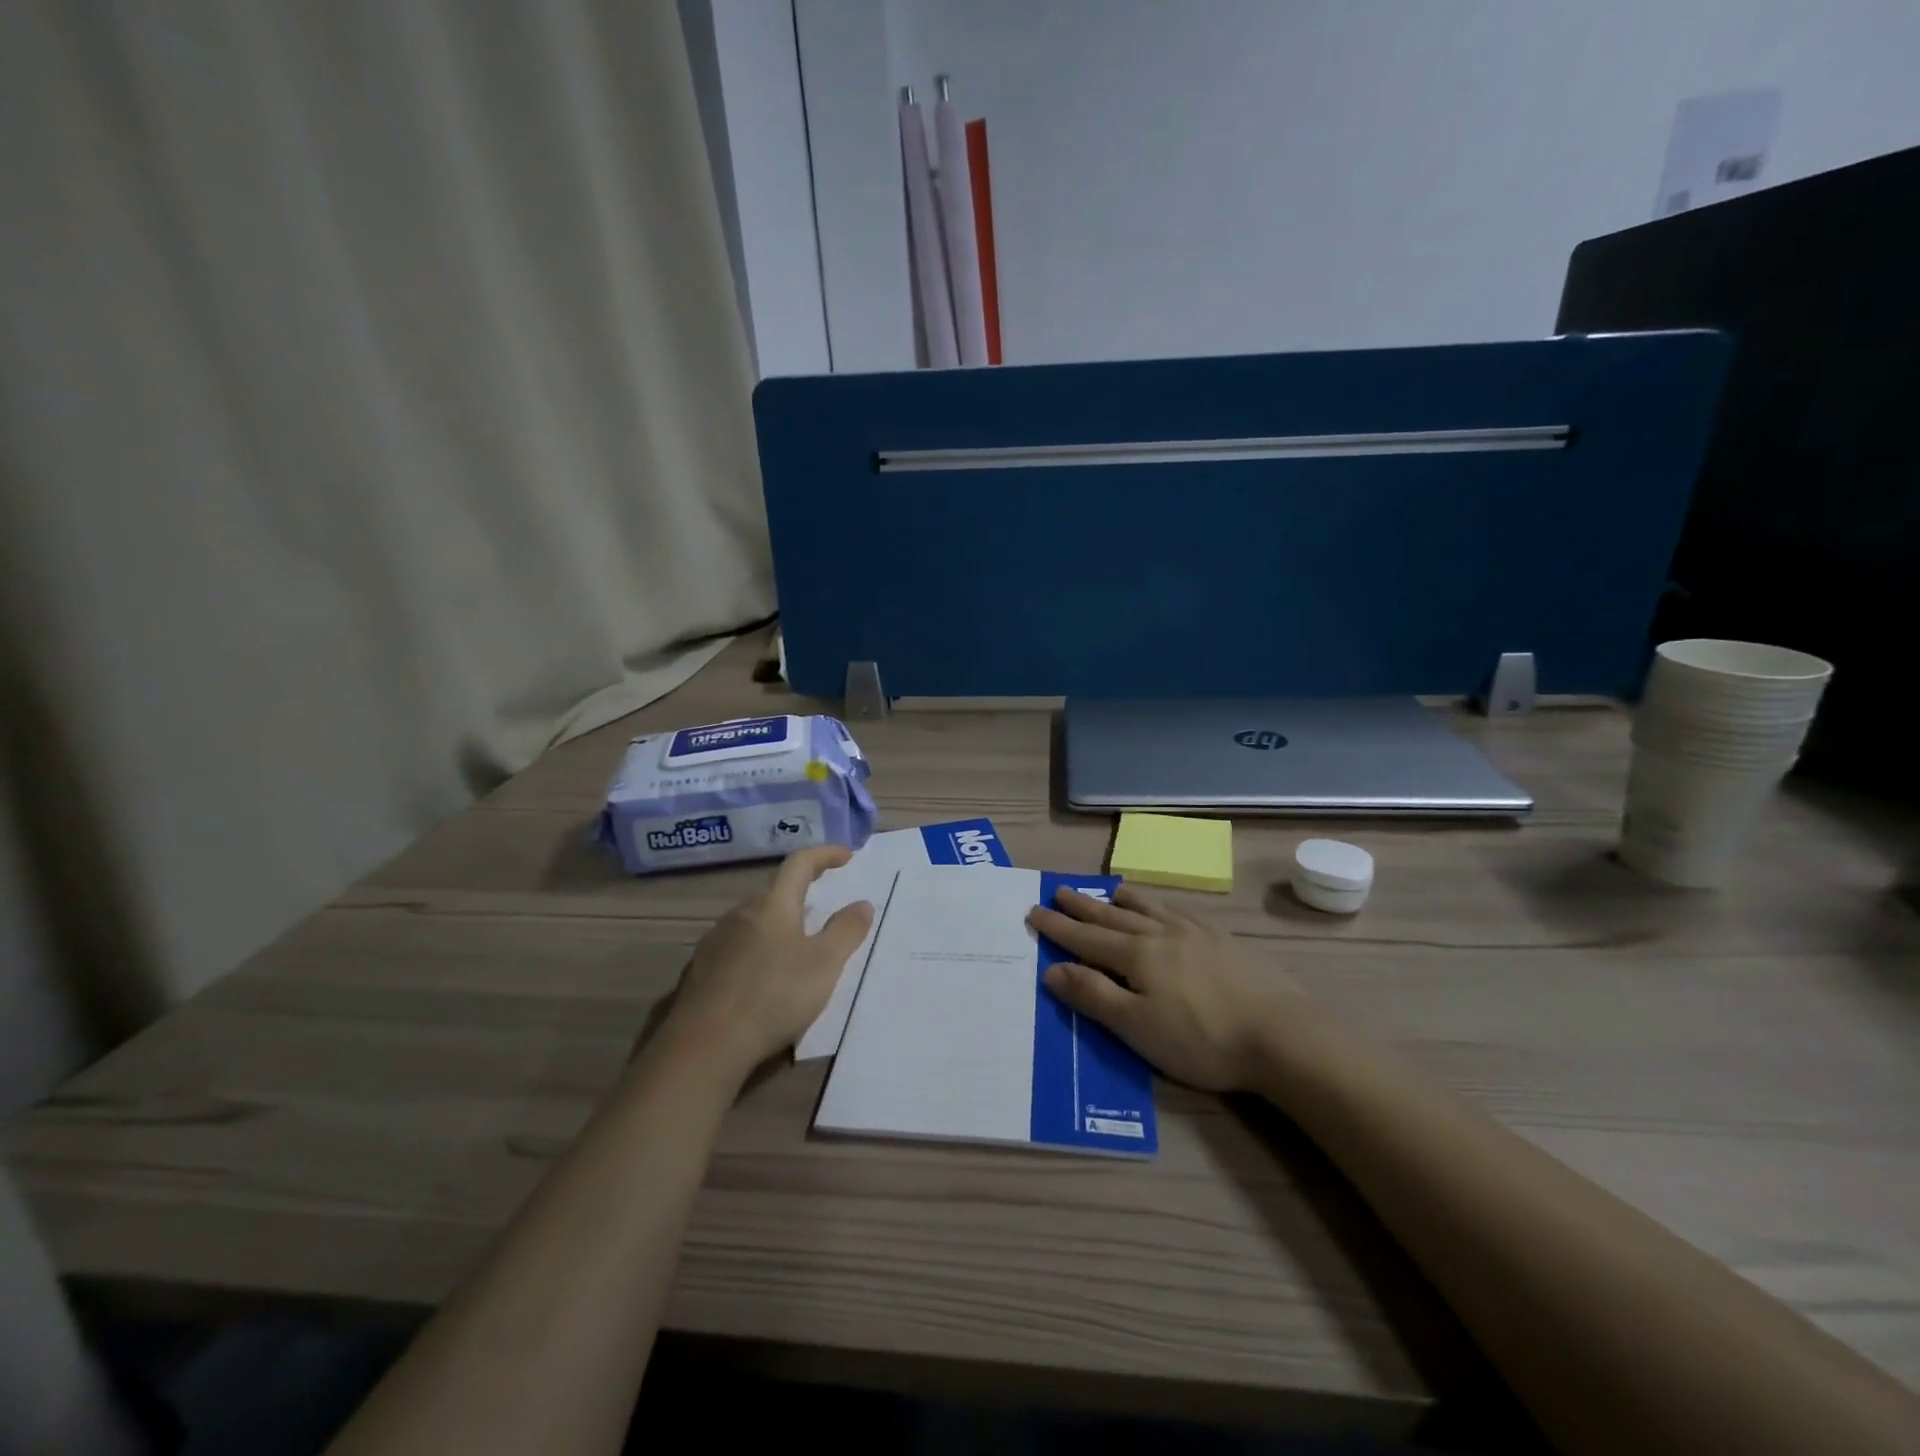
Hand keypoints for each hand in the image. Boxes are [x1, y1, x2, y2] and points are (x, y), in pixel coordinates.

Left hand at [664, 846, 874, 1079]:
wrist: (704, 1046)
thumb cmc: (774, 996)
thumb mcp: (825, 964)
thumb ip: (846, 930)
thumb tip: (862, 903)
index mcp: (772, 904)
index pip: (799, 863)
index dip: (825, 854)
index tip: (846, 856)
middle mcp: (740, 913)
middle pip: (775, 890)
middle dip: (802, 890)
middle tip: (824, 901)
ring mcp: (716, 941)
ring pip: (754, 919)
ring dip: (779, 921)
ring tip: (799, 941)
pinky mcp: (701, 970)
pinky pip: (738, 945)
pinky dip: (759, 948)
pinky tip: (766, 975)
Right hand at [1027, 885, 1298, 1092]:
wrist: (1280, 1034)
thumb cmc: (1201, 1038)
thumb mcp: (1137, 1027)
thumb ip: (1093, 996)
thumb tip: (1052, 970)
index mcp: (1136, 955)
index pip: (1086, 938)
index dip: (1058, 927)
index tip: (1034, 911)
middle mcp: (1161, 934)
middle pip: (1113, 917)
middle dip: (1083, 907)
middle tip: (1059, 891)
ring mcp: (1196, 934)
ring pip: (1149, 909)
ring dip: (1122, 901)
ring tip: (1108, 892)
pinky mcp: (1224, 941)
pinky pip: (1181, 912)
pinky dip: (1161, 906)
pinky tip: (1166, 910)